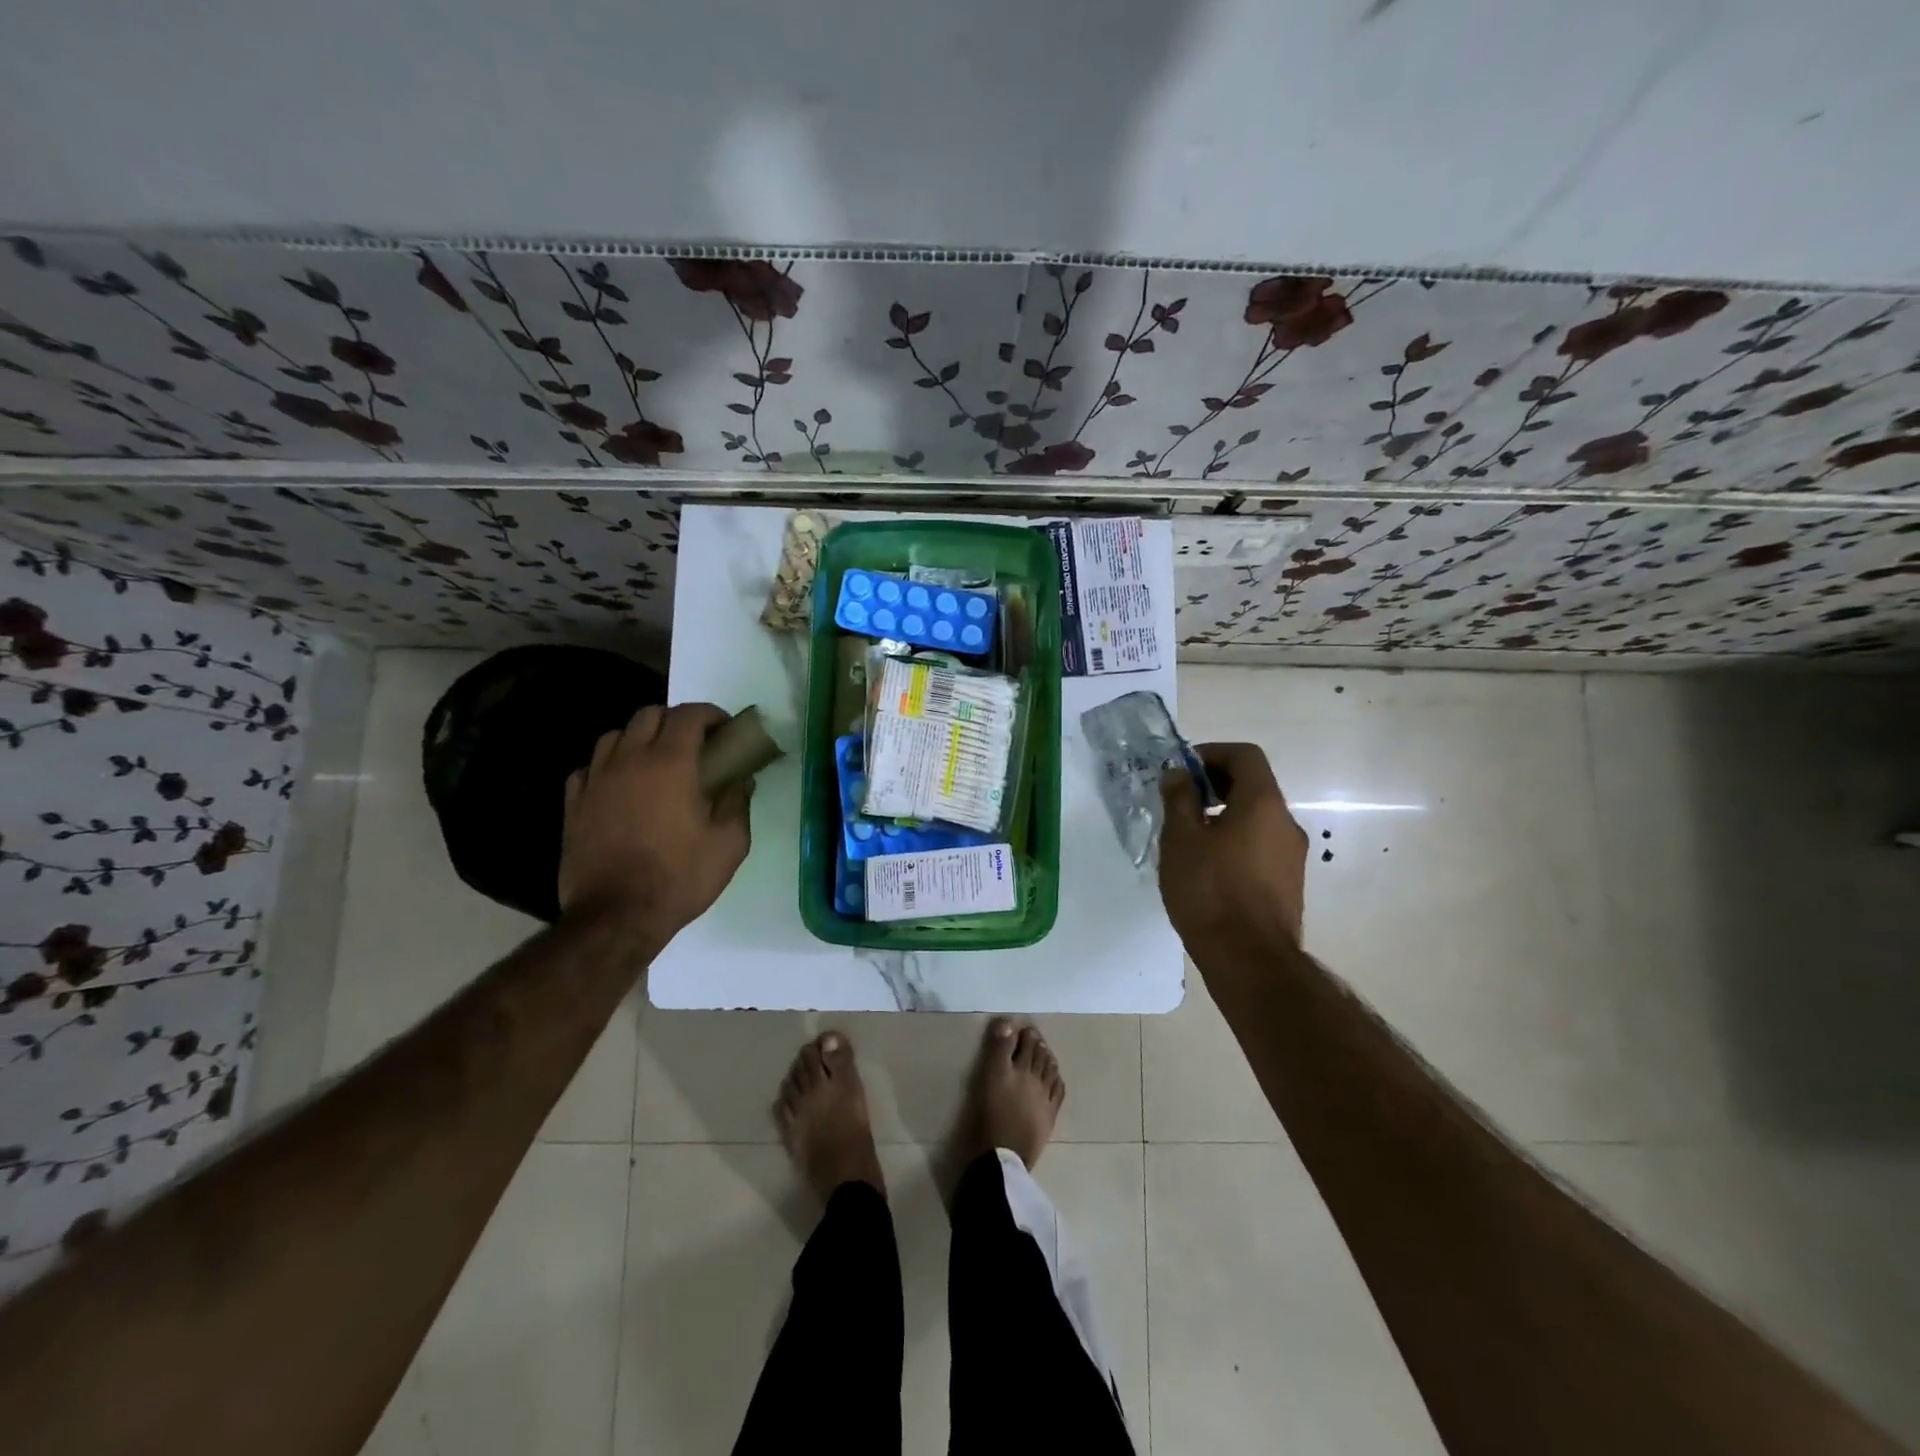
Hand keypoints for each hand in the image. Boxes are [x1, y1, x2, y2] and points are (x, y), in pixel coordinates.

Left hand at [558, 703, 752, 936]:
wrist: (616, 916)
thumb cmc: (679, 877)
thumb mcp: (730, 844)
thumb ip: (738, 804)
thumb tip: (741, 780)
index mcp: (671, 763)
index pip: (689, 715)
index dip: (710, 714)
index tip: (725, 729)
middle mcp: (630, 760)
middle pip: (649, 715)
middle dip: (675, 720)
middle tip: (694, 744)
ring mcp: (596, 780)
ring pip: (614, 736)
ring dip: (638, 739)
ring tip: (653, 761)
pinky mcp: (574, 804)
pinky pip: (587, 768)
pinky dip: (606, 767)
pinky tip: (618, 786)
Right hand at [1159, 742, 1308, 951]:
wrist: (1249, 960)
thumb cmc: (1210, 891)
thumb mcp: (1181, 839)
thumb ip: (1179, 799)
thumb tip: (1178, 773)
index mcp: (1263, 803)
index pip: (1245, 755)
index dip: (1212, 754)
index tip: (1182, 772)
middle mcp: (1286, 823)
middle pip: (1254, 784)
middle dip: (1215, 783)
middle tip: (1180, 800)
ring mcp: (1292, 855)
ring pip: (1257, 817)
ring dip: (1224, 813)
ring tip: (1189, 836)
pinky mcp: (1288, 882)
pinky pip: (1261, 844)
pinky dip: (1236, 839)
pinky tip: (1208, 865)